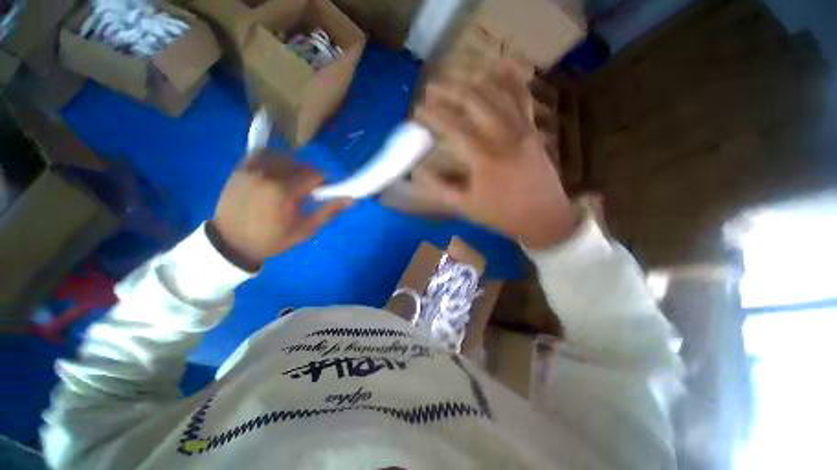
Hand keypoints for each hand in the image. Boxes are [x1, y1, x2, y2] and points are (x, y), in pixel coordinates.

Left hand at [208, 153, 351, 270]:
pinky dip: (274, 161)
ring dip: (292, 168)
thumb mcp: (305, 230)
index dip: (322, 184)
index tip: (319, 195)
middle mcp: (267, 174)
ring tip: (288, 185)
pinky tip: (274, 176)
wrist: (232, 241)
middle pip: (300, 164)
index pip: (315, 175)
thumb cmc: (273, 239)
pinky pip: (263, 154)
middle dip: (307, 177)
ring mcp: (251, 168)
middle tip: (303, 194)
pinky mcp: (241, 167)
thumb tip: (351, 199)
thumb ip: (328, 211)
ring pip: (283, 157)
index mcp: (283, 191)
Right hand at [414, 60, 575, 248]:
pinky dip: (509, 79)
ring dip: (472, 79)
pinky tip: (498, 65)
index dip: (432, 116)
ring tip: (454, 74)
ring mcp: (521, 128)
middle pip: (473, 100)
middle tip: (431, 87)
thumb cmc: (500, 214)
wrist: (543, 216)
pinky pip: (521, 97)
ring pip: (496, 92)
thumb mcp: (464, 206)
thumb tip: (418, 169)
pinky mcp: (532, 128)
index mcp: (484, 158)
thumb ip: (439, 186)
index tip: (418, 110)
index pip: (452, 127)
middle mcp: (503, 135)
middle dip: (448, 90)